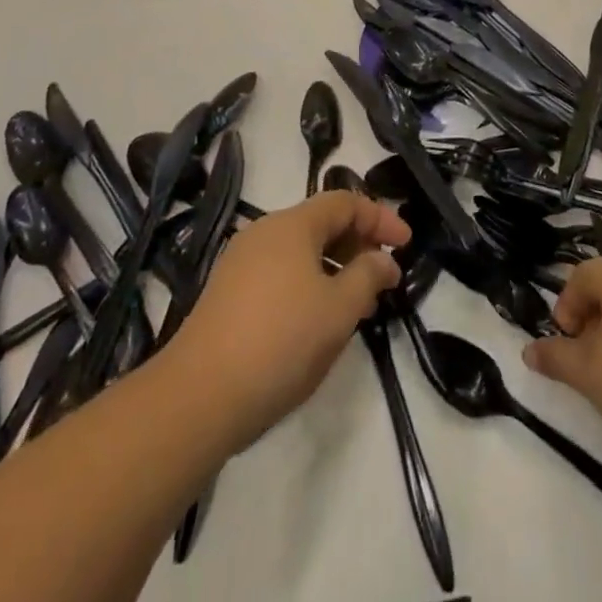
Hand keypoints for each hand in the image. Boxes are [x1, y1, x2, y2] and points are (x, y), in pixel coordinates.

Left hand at [168, 192, 408, 453]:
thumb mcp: (339, 310)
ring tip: (356, 304)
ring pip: (300, 252)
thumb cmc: (280, 342)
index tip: (406, 245)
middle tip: (383, 277)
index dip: (379, 219)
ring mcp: (241, 263)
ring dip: (334, 268)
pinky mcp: (227, 295)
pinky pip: (280, 273)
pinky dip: (309, 284)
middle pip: (321, 223)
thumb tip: (382, 261)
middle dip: (357, 244)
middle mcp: (264, 233)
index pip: (345, 202)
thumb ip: (368, 276)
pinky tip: (317, 322)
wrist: (196, 398)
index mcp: (292, 225)